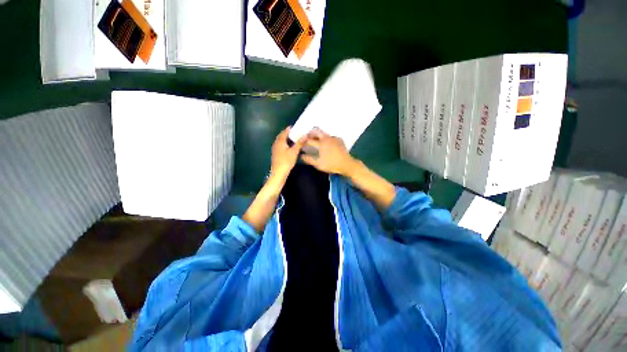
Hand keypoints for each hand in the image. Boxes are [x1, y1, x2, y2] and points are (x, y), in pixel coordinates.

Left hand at [271, 127, 305, 179]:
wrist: (279, 173)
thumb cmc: (286, 161)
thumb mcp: (294, 152)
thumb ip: (299, 143)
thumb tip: (305, 135)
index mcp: (280, 142)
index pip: (284, 132)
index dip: (288, 129)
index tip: (293, 127)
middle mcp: (276, 144)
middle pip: (280, 136)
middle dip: (286, 133)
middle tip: (292, 132)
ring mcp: (275, 150)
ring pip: (279, 141)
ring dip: (284, 139)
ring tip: (291, 139)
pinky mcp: (275, 154)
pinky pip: (279, 146)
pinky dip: (284, 144)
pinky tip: (288, 147)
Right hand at [301, 128, 355, 175]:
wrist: (346, 164)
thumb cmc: (332, 165)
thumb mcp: (319, 164)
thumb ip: (309, 159)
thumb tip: (301, 156)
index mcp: (321, 144)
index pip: (310, 140)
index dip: (304, 141)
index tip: (300, 142)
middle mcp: (327, 138)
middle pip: (317, 132)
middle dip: (311, 133)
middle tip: (307, 136)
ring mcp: (334, 138)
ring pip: (324, 133)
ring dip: (318, 135)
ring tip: (316, 139)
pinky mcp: (339, 139)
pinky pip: (331, 136)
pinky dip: (327, 137)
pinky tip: (327, 142)